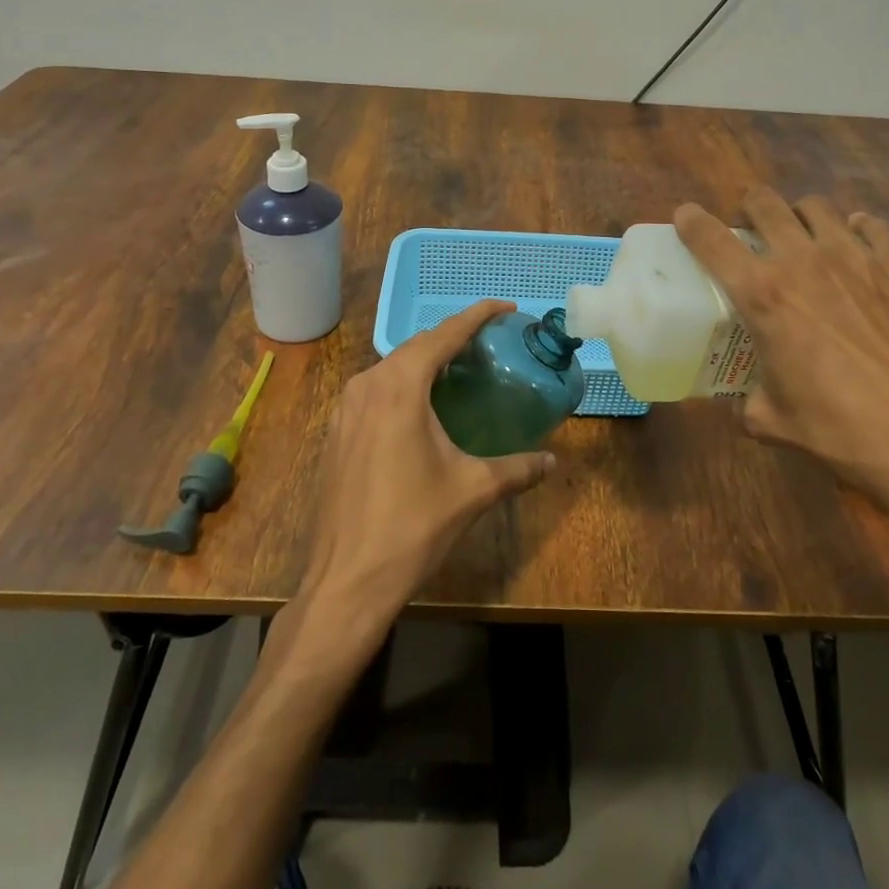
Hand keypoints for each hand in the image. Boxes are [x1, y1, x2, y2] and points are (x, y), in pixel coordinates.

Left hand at [300, 300, 555, 624]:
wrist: (346, 581)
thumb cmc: (412, 527)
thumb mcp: (472, 491)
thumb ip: (517, 469)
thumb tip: (552, 461)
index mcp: (400, 387)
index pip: (443, 335)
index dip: (476, 316)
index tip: (505, 307)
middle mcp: (367, 385)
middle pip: (416, 346)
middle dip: (452, 338)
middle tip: (488, 344)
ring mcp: (344, 408)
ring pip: (392, 368)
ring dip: (425, 362)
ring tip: (460, 371)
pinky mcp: (335, 432)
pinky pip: (375, 391)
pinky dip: (402, 385)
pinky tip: (422, 408)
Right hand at [675, 188, 888, 583]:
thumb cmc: (841, 432)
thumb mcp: (772, 421)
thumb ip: (745, 401)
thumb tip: (738, 401)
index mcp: (764, 296)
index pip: (712, 240)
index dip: (691, 222)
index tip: (685, 217)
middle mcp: (805, 263)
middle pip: (766, 203)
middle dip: (749, 207)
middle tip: (750, 230)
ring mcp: (858, 260)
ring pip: (818, 207)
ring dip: (800, 216)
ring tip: (802, 238)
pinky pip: (872, 227)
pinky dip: (857, 230)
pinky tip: (857, 249)